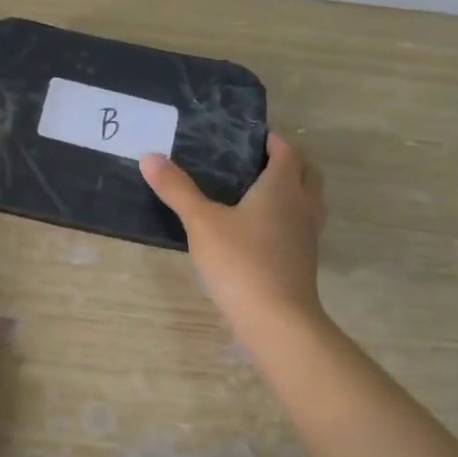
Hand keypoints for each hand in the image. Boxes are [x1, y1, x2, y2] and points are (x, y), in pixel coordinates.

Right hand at [140, 132, 327, 354]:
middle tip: (254, 159)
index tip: (249, 135)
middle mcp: (301, 206)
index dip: (272, 140)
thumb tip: (150, 157)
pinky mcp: (303, 259)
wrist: (276, 320)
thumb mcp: (201, 222)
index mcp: (282, 188)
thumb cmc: (240, 262)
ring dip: (291, 188)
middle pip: (306, 172)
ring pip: (307, 199)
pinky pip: (300, 224)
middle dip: (287, 161)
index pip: (287, 152)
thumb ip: (177, 189)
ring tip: (256, 189)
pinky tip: (258, 228)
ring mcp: (306, 235)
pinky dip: (286, 215)